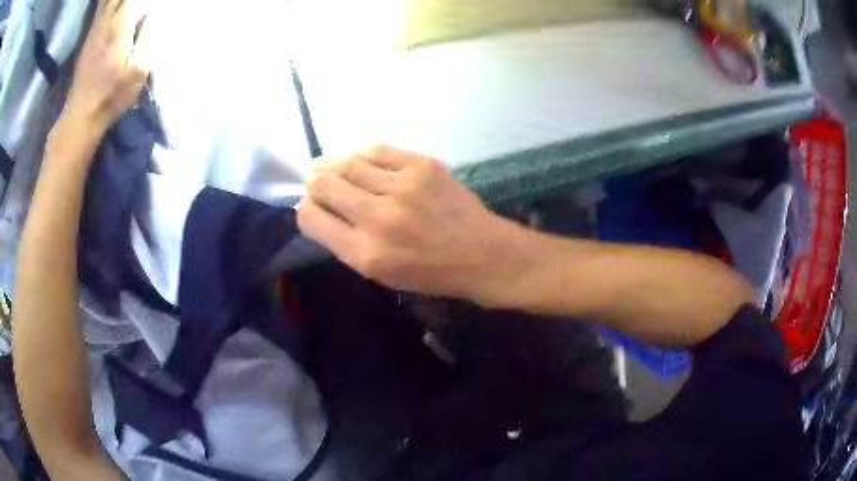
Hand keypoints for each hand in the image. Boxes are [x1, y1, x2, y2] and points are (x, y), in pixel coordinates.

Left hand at [62, 0, 152, 133]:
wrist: (80, 118)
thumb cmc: (111, 96)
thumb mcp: (138, 71)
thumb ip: (148, 38)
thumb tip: (155, 12)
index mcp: (119, 27)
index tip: (151, 1)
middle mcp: (105, 23)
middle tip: (134, 0)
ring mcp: (93, 32)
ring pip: (105, 1)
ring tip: (122, 0)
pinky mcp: (87, 41)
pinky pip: (98, 11)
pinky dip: (105, 2)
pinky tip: (110, 3)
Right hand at [298, 145, 530, 303]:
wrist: (481, 254)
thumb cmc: (429, 272)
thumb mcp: (380, 274)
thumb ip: (345, 242)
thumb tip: (319, 208)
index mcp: (365, 253)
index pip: (311, 218)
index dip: (305, 209)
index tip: (311, 205)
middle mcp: (379, 217)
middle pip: (324, 184)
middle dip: (314, 182)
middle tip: (316, 180)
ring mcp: (402, 186)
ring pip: (347, 162)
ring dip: (333, 164)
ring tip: (330, 166)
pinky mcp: (422, 165)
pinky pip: (376, 150)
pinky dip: (362, 154)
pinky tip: (360, 160)